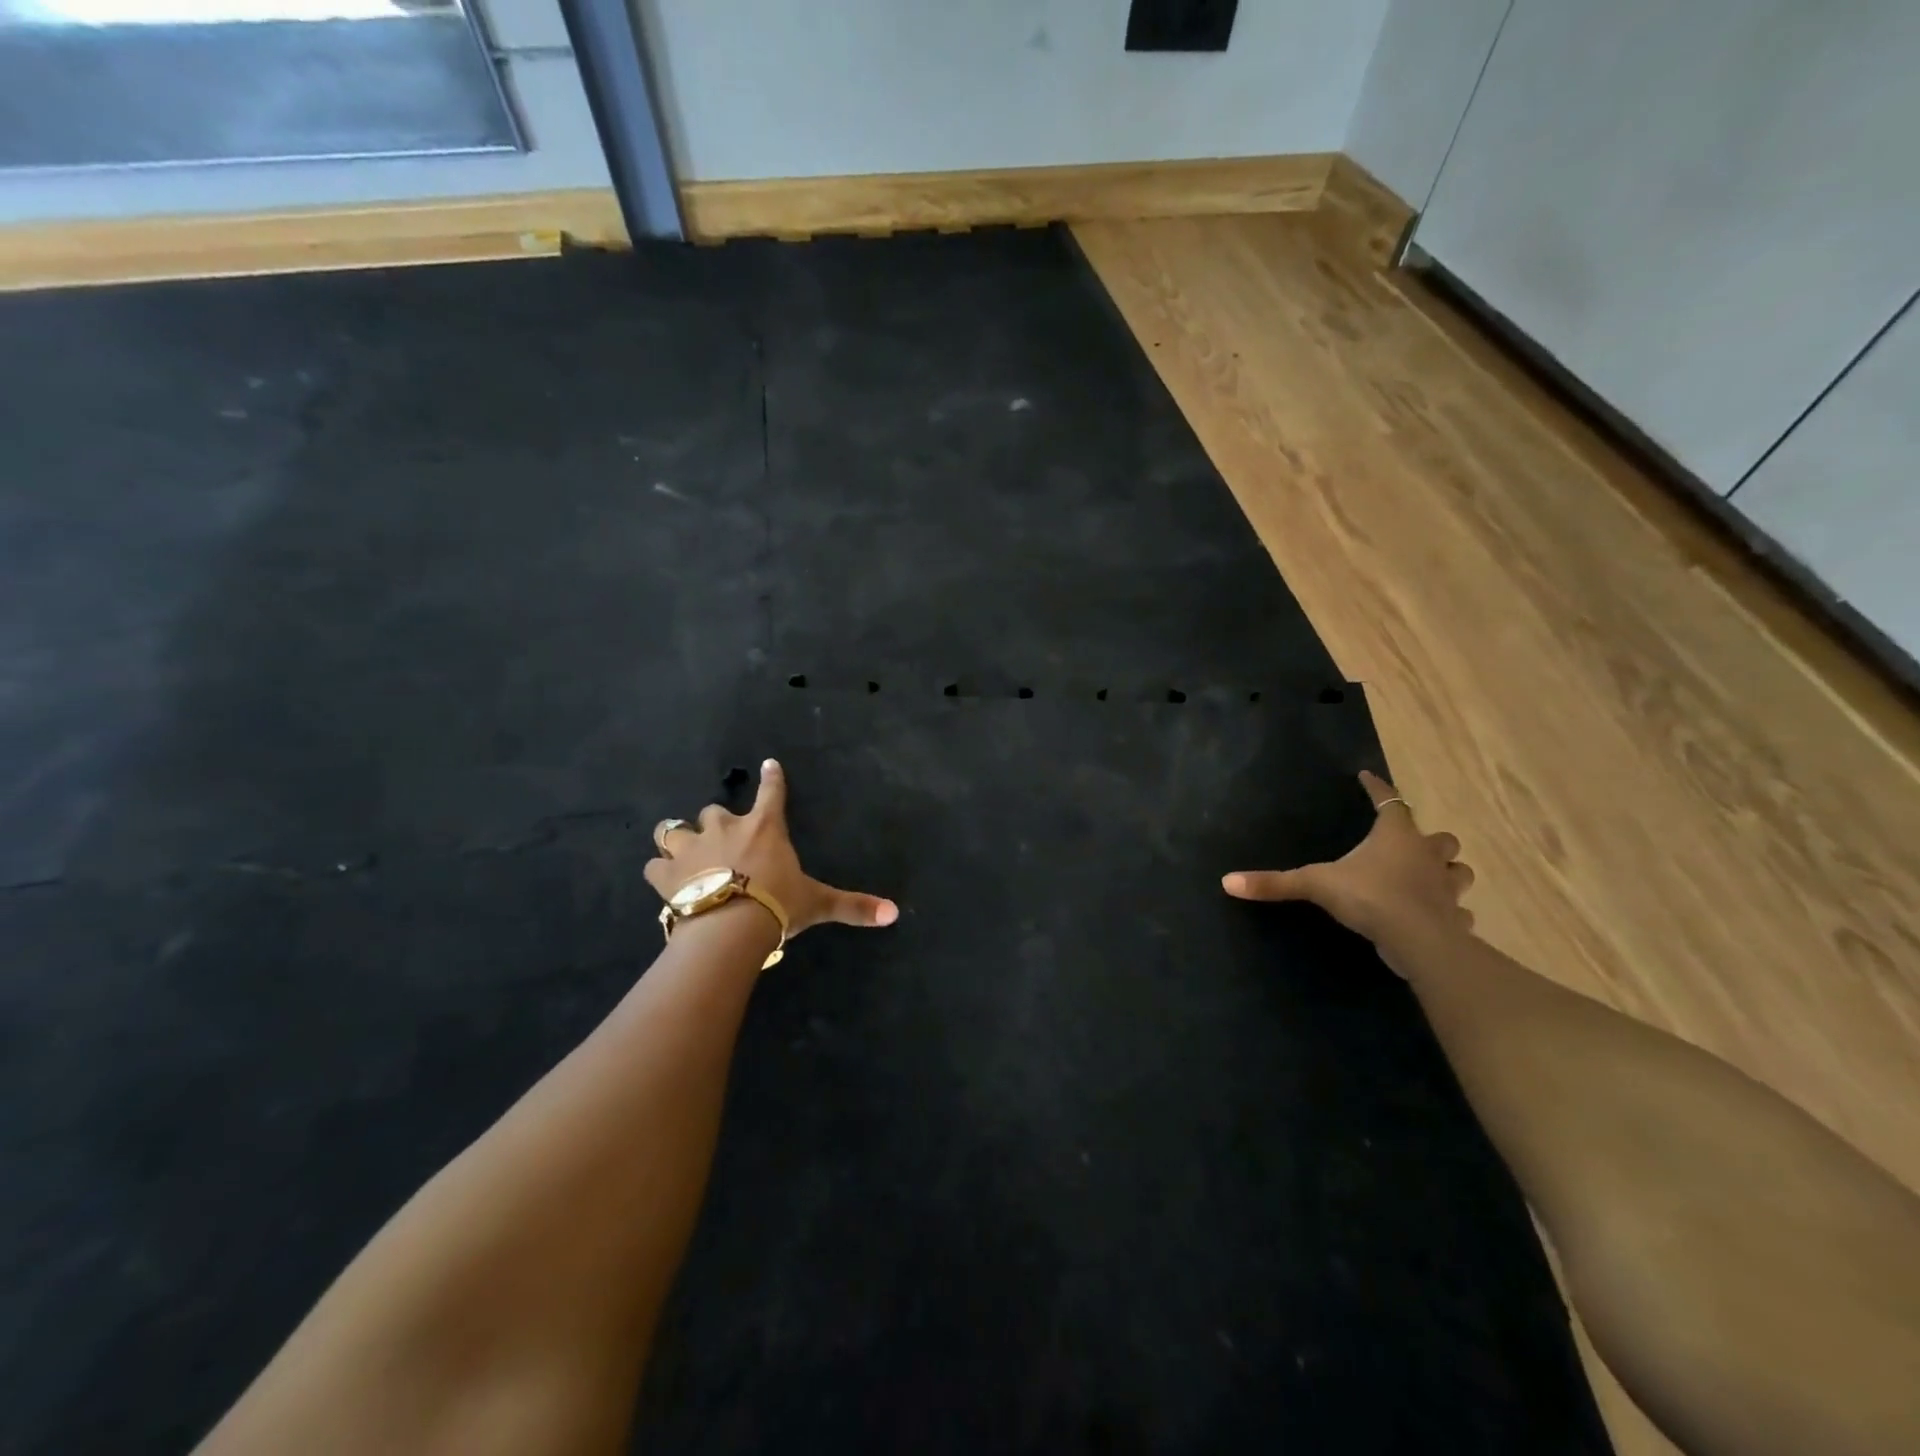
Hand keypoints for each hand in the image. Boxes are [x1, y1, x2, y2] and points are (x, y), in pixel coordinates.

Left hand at [647, 758, 898, 935]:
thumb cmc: (777, 905)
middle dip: (714, 822)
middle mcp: (725, 828)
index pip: (771, 793)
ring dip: (675, 838)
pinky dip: (658, 871)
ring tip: (678, 849)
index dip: (772, 779)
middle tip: (718, 838)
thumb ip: (853, 905)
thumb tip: (894, 913)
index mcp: (764, 828)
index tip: (769, 765)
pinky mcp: (666, 874)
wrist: (730, 926)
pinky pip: (653, 865)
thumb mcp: (817, 903)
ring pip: (672, 830)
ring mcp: (692, 848)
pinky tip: (662, 880)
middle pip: (713, 810)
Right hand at [1222, 771, 1474, 952]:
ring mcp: (1446, 886)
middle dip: (1429, 837)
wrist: (1419, 941)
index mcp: (1395, 835)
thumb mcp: (1316, 885)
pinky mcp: (1454, 917)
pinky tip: (1438, 915)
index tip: (1367, 776)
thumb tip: (1227, 881)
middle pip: (1440, 836)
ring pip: (1458, 870)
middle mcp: (1426, 854)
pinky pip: (1457, 909)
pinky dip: (1450, 909)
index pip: (1388, 800)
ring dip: (1447, 870)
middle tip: (1412, 842)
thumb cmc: (1370, 898)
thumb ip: (1275, 882)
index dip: (1377, 787)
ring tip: (1431, 875)